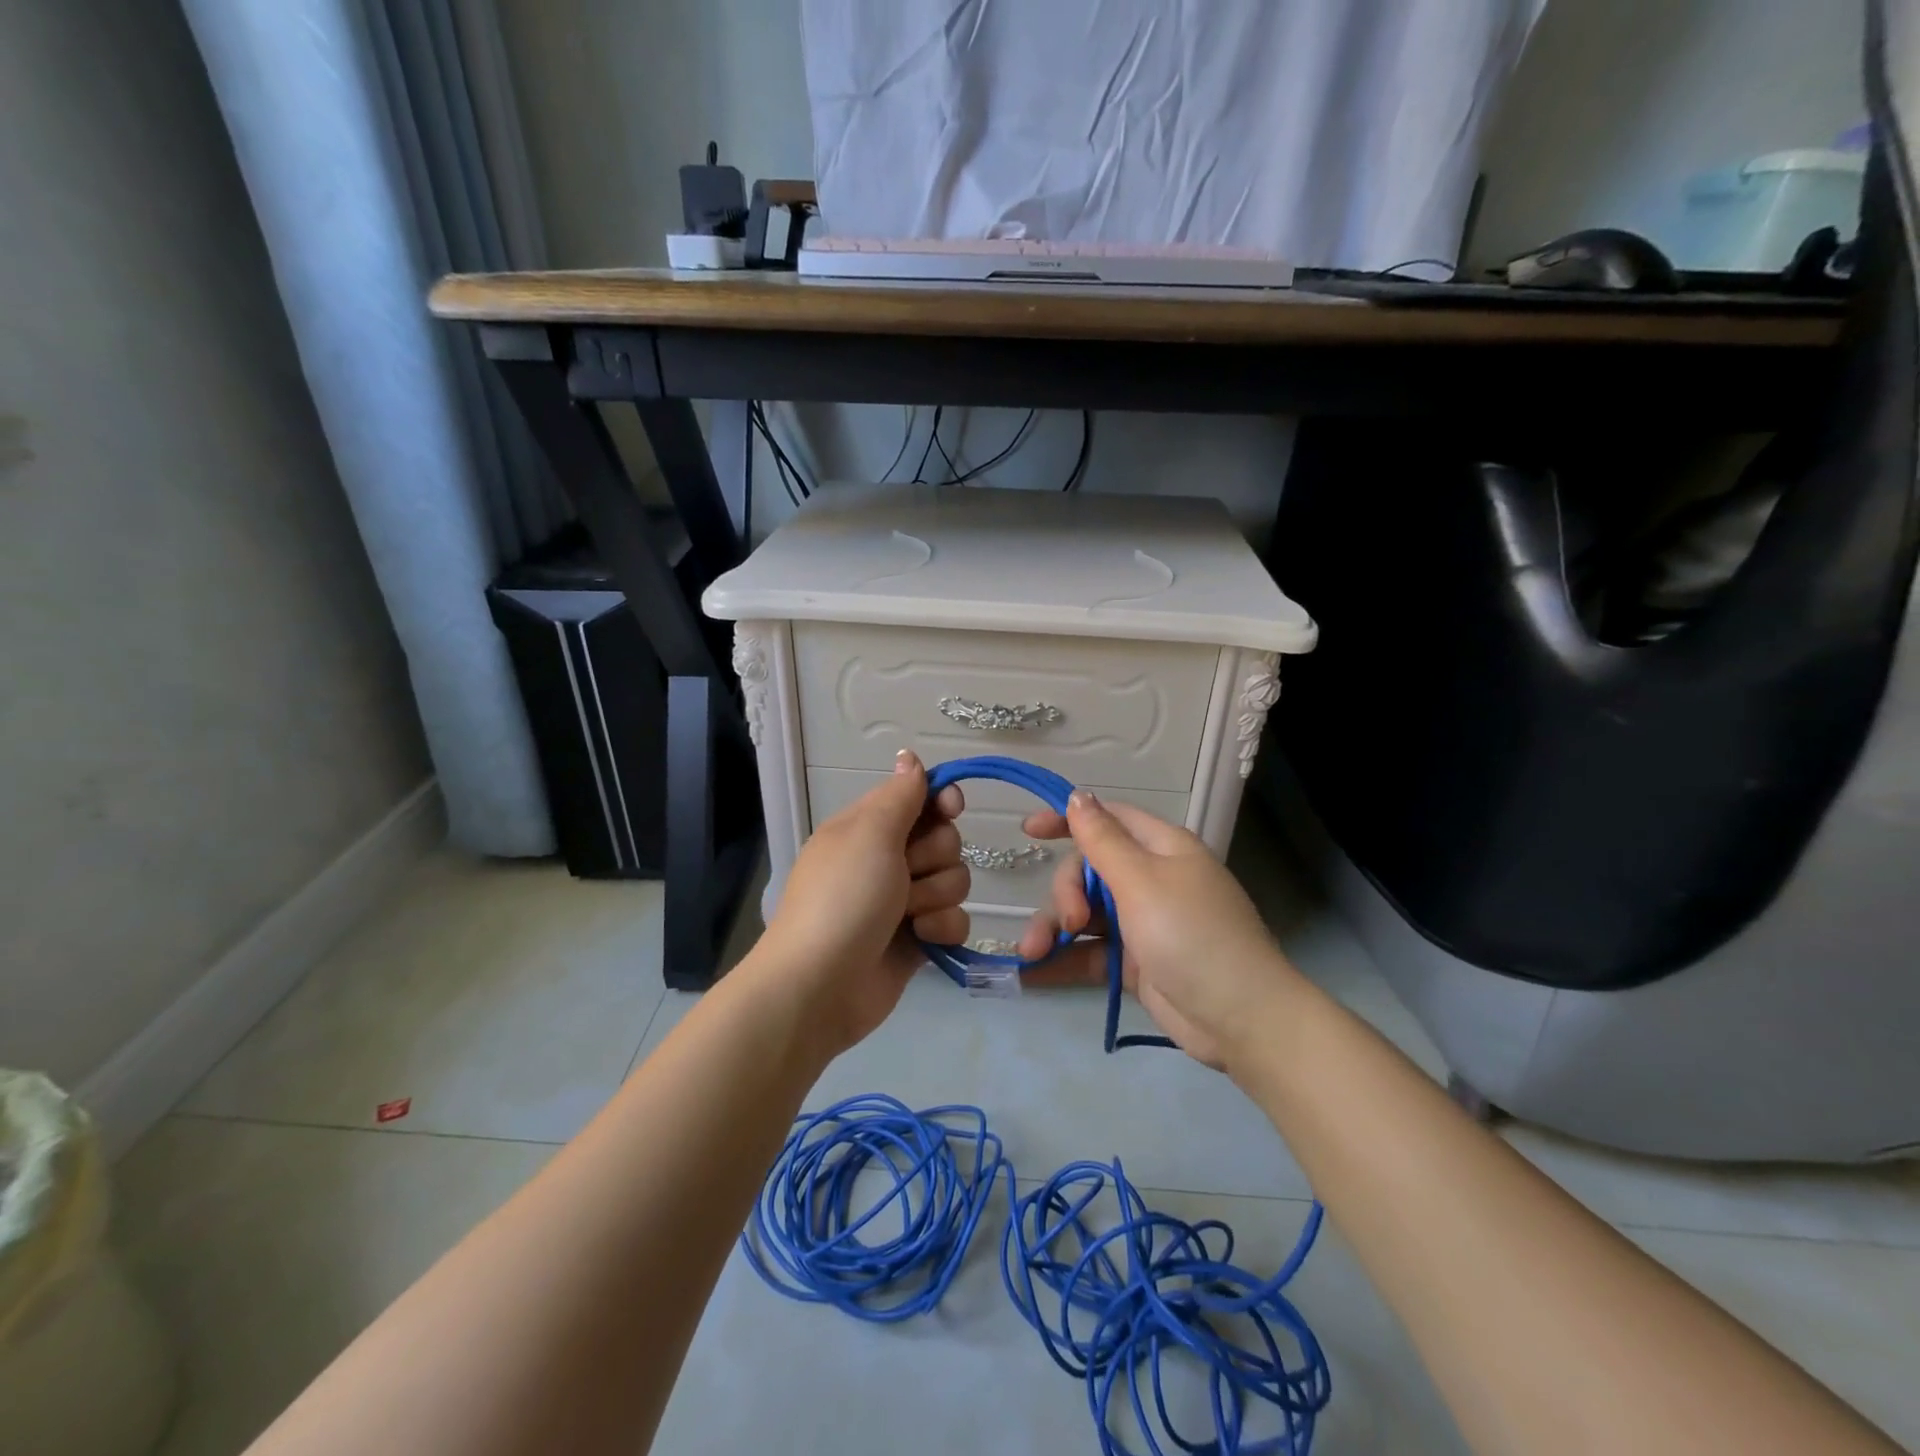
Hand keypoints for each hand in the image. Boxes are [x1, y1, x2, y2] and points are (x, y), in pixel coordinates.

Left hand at [754, 750, 967, 1054]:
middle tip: (906, 873)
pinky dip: (942, 928)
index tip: (951, 807)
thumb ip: (900, 795)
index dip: (940, 801)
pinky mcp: (918, 938)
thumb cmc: (843, 898)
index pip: (919, 798)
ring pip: (955, 879)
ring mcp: (904, 901)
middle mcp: (887, 859)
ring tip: (908, 915)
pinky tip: (921, 939)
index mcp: (868, 828)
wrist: (821, 986)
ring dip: (937, 895)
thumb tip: (909, 756)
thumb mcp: (869, 834)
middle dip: (935, 856)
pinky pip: (955, 919)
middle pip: (945, 839)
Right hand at [1015, 793, 1299, 1070]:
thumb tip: (1078, 796)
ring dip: (1054, 929)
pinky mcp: (1136, 962)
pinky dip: (1063, 959)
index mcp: (1161, 848)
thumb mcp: (1141, 881)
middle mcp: (1151, 879)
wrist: (1240, 1018)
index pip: (1107, 820)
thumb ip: (1102, 840)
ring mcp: (1143, 923)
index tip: (1028, 831)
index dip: (1067, 820)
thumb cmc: (1191, 934)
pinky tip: (1031, 973)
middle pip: (1089, 870)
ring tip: (1031, 953)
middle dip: (1065, 892)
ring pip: (1085, 913)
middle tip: (1069, 921)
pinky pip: (1090, 951)